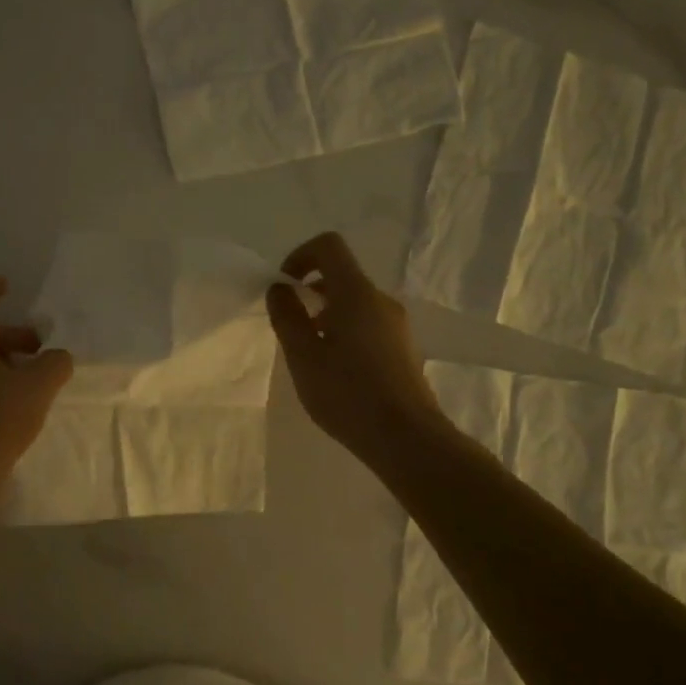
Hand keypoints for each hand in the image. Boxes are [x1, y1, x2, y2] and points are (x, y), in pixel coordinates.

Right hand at [266, 232, 441, 468]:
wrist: (406, 438)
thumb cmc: (347, 394)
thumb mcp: (303, 356)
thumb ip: (287, 316)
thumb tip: (279, 288)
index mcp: (356, 294)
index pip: (328, 246)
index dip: (300, 256)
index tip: (285, 288)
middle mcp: (381, 300)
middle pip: (341, 276)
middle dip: (310, 293)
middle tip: (291, 329)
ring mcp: (397, 324)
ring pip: (354, 303)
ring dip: (326, 315)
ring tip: (311, 355)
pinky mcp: (403, 347)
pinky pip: (367, 323)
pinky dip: (344, 331)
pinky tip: (336, 371)